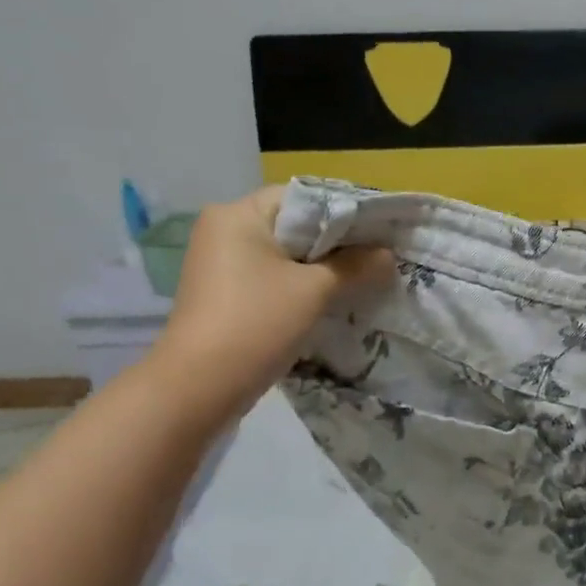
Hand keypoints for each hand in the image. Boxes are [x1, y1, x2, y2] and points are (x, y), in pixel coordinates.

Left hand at [146, 188, 390, 424]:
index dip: (345, 210)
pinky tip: (332, 298)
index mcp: (238, 215)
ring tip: (363, 276)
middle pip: (294, 224)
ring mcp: (220, 263)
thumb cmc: (257, 323)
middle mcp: (223, 230)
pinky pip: (272, 275)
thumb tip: (387, 254)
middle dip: (337, 241)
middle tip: (379, 254)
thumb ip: (355, 266)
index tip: (381, 229)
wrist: (198, 387)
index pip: (303, 197)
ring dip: (322, 265)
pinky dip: (301, 283)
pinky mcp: (224, 292)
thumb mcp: (315, 291)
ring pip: (285, 253)